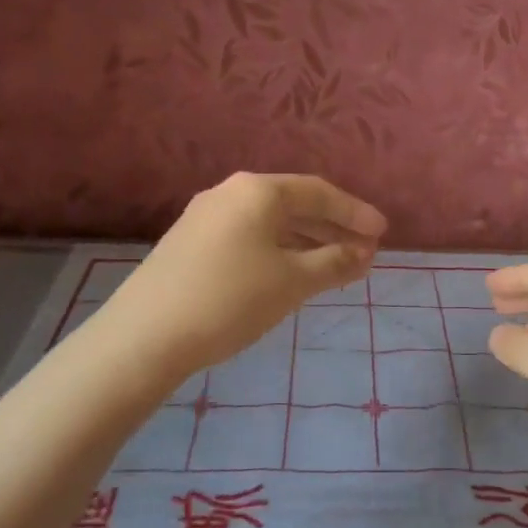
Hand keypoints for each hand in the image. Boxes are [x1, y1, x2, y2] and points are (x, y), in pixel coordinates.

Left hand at [101, 172, 385, 376]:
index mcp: (257, 191)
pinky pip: (248, 237)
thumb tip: (363, 253)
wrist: (145, 336)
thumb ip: (334, 262)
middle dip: (332, 227)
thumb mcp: (293, 282)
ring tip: (335, 265)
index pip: (319, 193)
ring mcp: (205, 217)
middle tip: (364, 250)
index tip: (383, 233)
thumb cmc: (230, 299)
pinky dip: (278, 250)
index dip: (355, 212)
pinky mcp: (189, 243)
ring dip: (306, 241)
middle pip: (293, 204)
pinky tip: (289, 273)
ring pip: (269, 223)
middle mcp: (229, 193)